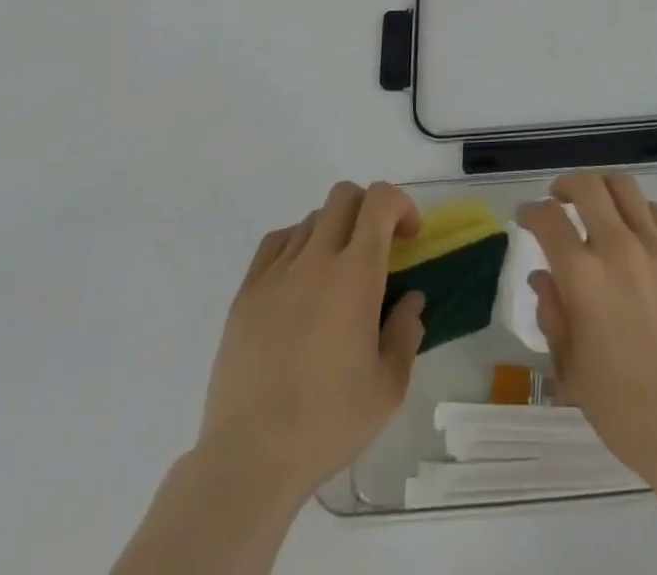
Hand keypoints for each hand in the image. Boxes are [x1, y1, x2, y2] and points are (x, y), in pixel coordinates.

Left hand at [198, 181, 425, 498]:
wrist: (249, 459)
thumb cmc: (328, 422)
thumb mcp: (389, 386)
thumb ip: (406, 332)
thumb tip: (410, 300)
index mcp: (355, 274)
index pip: (379, 200)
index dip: (401, 205)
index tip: (409, 238)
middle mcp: (315, 259)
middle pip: (344, 196)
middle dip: (369, 210)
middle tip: (378, 249)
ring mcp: (275, 273)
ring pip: (311, 218)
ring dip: (335, 231)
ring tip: (338, 274)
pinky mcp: (245, 294)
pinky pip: (276, 243)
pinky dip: (297, 246)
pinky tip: (300, 281)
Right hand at [517, 173, 656, 483]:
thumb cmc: (624, 408)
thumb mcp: (571, 368)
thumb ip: (553, 314)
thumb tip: (542, 277)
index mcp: (583, 276)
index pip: (548, 219)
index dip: (530, 211)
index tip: (525, 217)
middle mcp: (619, 248)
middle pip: (588, 187)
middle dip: (566, 186)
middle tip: (559, 199)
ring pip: (625, 188)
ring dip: (603, 190)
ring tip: (598, 207)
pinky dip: (638, 214)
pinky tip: (635, 234)